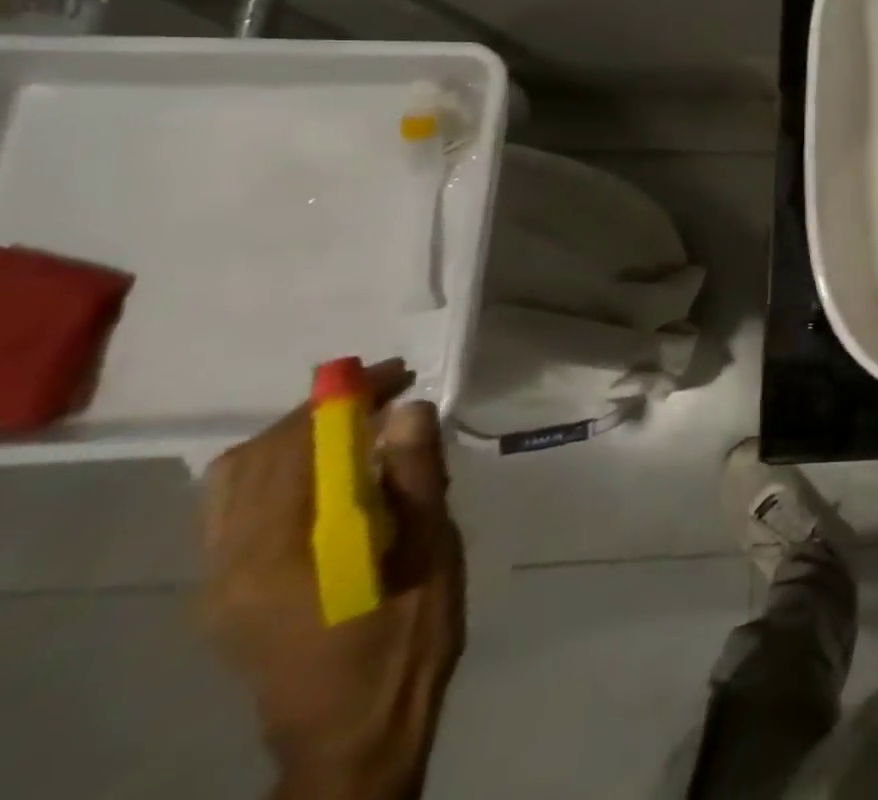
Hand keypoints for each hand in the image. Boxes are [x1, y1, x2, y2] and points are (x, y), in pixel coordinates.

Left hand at [201, 360, 464, 799]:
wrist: (353, 733)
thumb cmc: (407, 637)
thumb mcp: (431, 552)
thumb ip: (416, 477)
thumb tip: (406, 407)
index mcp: (285, 554)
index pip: (301, 446)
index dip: (347, 397)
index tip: (397, 373)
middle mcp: (232, 563)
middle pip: (261, 454)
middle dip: (324, 409)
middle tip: (388, 394)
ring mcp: (217, 581)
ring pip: (236, 478)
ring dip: (295, 436)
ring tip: (357, 426)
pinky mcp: (221, 593)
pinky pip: (231, 507)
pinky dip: (275, 468)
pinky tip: (325, 473)